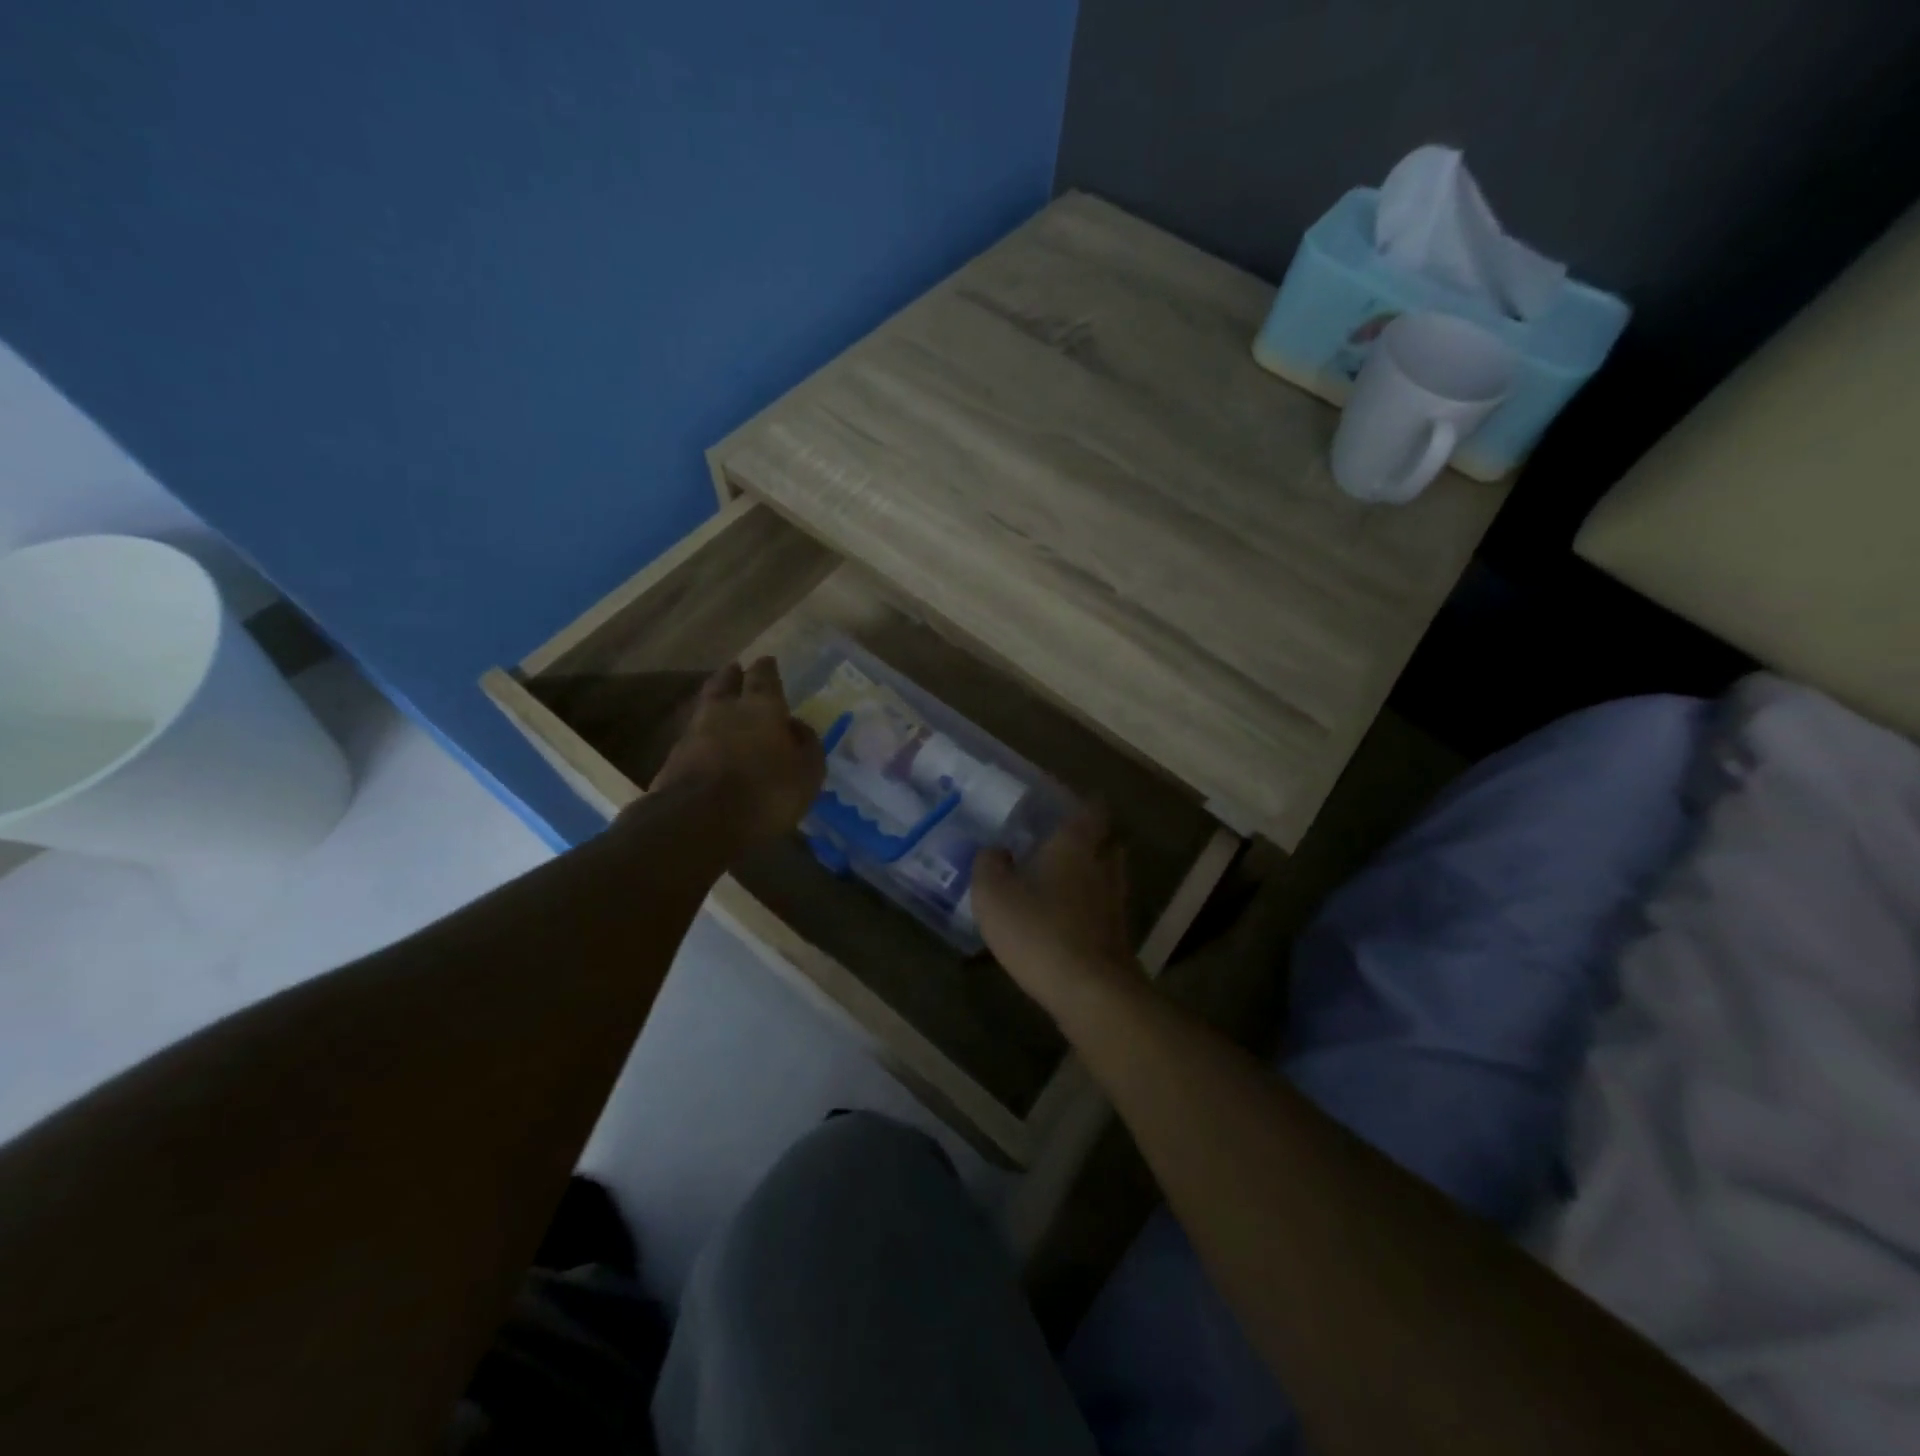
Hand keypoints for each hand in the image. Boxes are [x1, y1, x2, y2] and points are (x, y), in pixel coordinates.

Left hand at [651, 658, 824, 848]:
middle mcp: (724, 709)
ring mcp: (694, 732)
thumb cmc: (765, 792)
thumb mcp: (807, 772)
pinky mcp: (674, 758)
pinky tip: (708, 742)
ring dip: (714, 703)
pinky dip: (703, 734)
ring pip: (705, 706)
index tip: (767, 660)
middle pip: (725, 683)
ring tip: (721, 705)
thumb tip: (796, 726)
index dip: (766, 669)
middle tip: (736, 670)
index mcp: (761, 706)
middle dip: (732, 675)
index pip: (763, 677)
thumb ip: (806, 745)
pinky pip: (693, 736)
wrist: (698, 821)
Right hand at [973, 809, 1140, 1021]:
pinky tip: (1068, 919)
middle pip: (1107, 842)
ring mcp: (1115, 904)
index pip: (1091, 810)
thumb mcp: (993, 894)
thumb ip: (990, 864)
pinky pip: (1104, 909)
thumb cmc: (1038, 929)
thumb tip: (995, 850)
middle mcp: (1102, 867)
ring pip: (1109, 876)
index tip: (1070, 801)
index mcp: (1075, 846)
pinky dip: (1091, 908)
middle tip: (1065, 841)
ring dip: (1092, 874)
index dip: (1084, 802)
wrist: (1089, 991)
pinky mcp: (1117, 937)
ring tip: (1064, 880)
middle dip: (1091, 839)